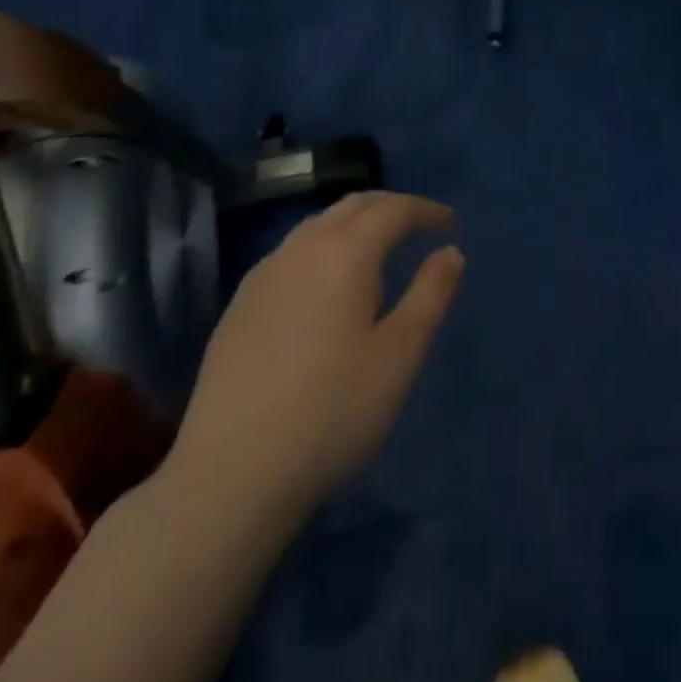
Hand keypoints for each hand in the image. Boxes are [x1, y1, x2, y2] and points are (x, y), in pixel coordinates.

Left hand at [163, 192, 463, 534]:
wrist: (230, 475)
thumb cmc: (332, 411)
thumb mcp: (400, 354)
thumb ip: (431, 294)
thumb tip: (450, 253)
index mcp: (345, 253)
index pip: (394, 209)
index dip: (426, 211)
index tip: (451, 226)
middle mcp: (301, 249)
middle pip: (353, 206)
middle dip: (391, 208)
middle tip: (419, 227)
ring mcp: (263, 275)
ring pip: (317, 225)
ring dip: (354, 225)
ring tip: (376, 253)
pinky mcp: (238, 306)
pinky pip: (291, 254)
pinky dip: (322, 249)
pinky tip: (325, 287)